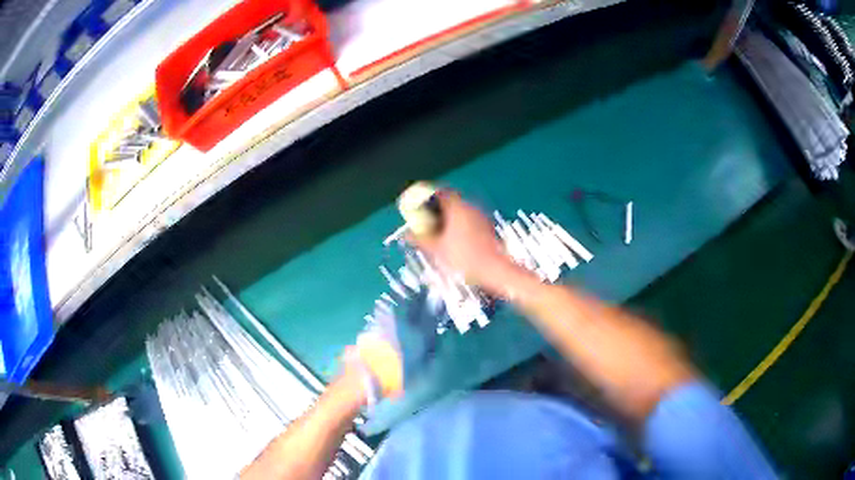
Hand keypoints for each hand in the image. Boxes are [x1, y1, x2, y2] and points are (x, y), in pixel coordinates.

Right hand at [407, 191, 517, 295]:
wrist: (495, 271)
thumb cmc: (464, 258)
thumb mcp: (437, 250)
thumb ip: (420, 240)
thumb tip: (405, 234)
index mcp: (457, 208)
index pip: (440, 193)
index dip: (427, 197)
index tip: (418, 207)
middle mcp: (470, 208)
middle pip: (450, 202)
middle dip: (436, 210)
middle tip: (425, 224)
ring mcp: (481, 218)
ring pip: (460, 212)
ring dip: (448, 219)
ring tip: (437, 235)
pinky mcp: (488, 229)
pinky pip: (469, 221)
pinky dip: (459, 227)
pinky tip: (454, 243)